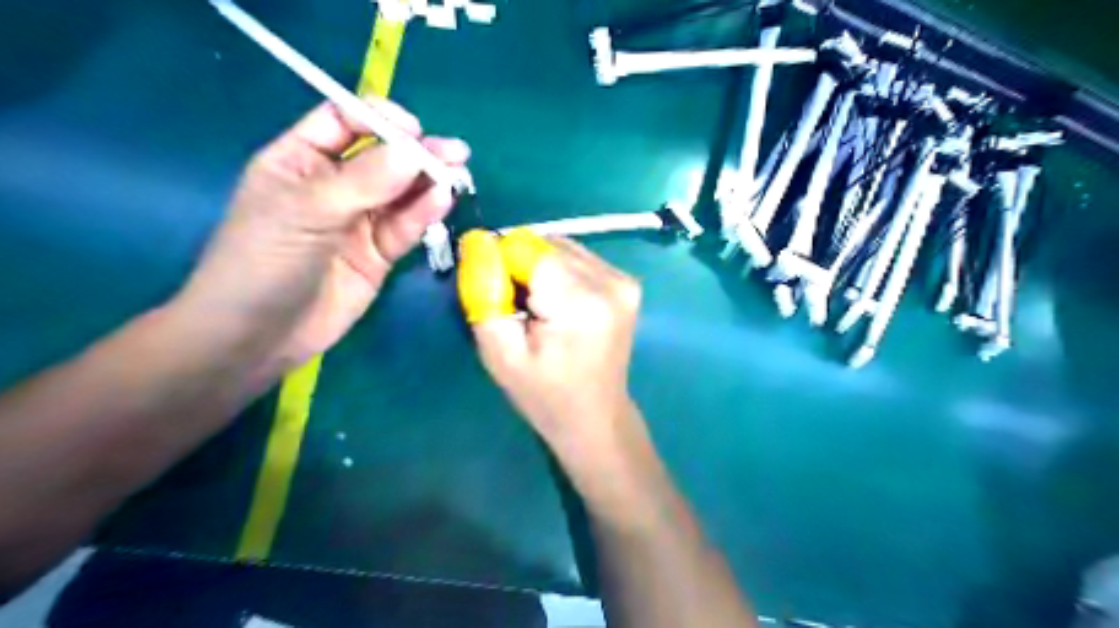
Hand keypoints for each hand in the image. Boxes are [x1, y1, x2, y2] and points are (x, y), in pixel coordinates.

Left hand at [175, 96, 469, 374]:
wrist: (259, 337)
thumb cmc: (262, 263)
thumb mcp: (305, 213)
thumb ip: (362, 182)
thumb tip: (413, 151)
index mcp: (300, 160)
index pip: (345, 121)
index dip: (379, 119)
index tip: (413, 129)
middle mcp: (334, 185)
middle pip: (383, 157)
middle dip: (417, 151)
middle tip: (454, 153)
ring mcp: (359, 221)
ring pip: (402, 192)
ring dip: (430, 181)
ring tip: (459, 174)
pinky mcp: (379, 253)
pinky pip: (406, 226)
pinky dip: (424, 213)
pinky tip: (443, 200)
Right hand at [460, 230, 641, 449]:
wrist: (596, 417)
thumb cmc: (544, 395)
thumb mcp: (499, 353)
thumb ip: (483, 294)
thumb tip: (476, 242)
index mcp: (579, 302)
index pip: (525, 247)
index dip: (502, 265)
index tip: (499, 297)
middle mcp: (609, 281)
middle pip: (544, 244)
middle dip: (521, 267)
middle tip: (519, 310)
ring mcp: (623, 280)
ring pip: (561, 247)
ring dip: (540, 269)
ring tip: (540, 310)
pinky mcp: (628, 283)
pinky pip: (578, 257)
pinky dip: (560, 273)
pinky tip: (560, 305)